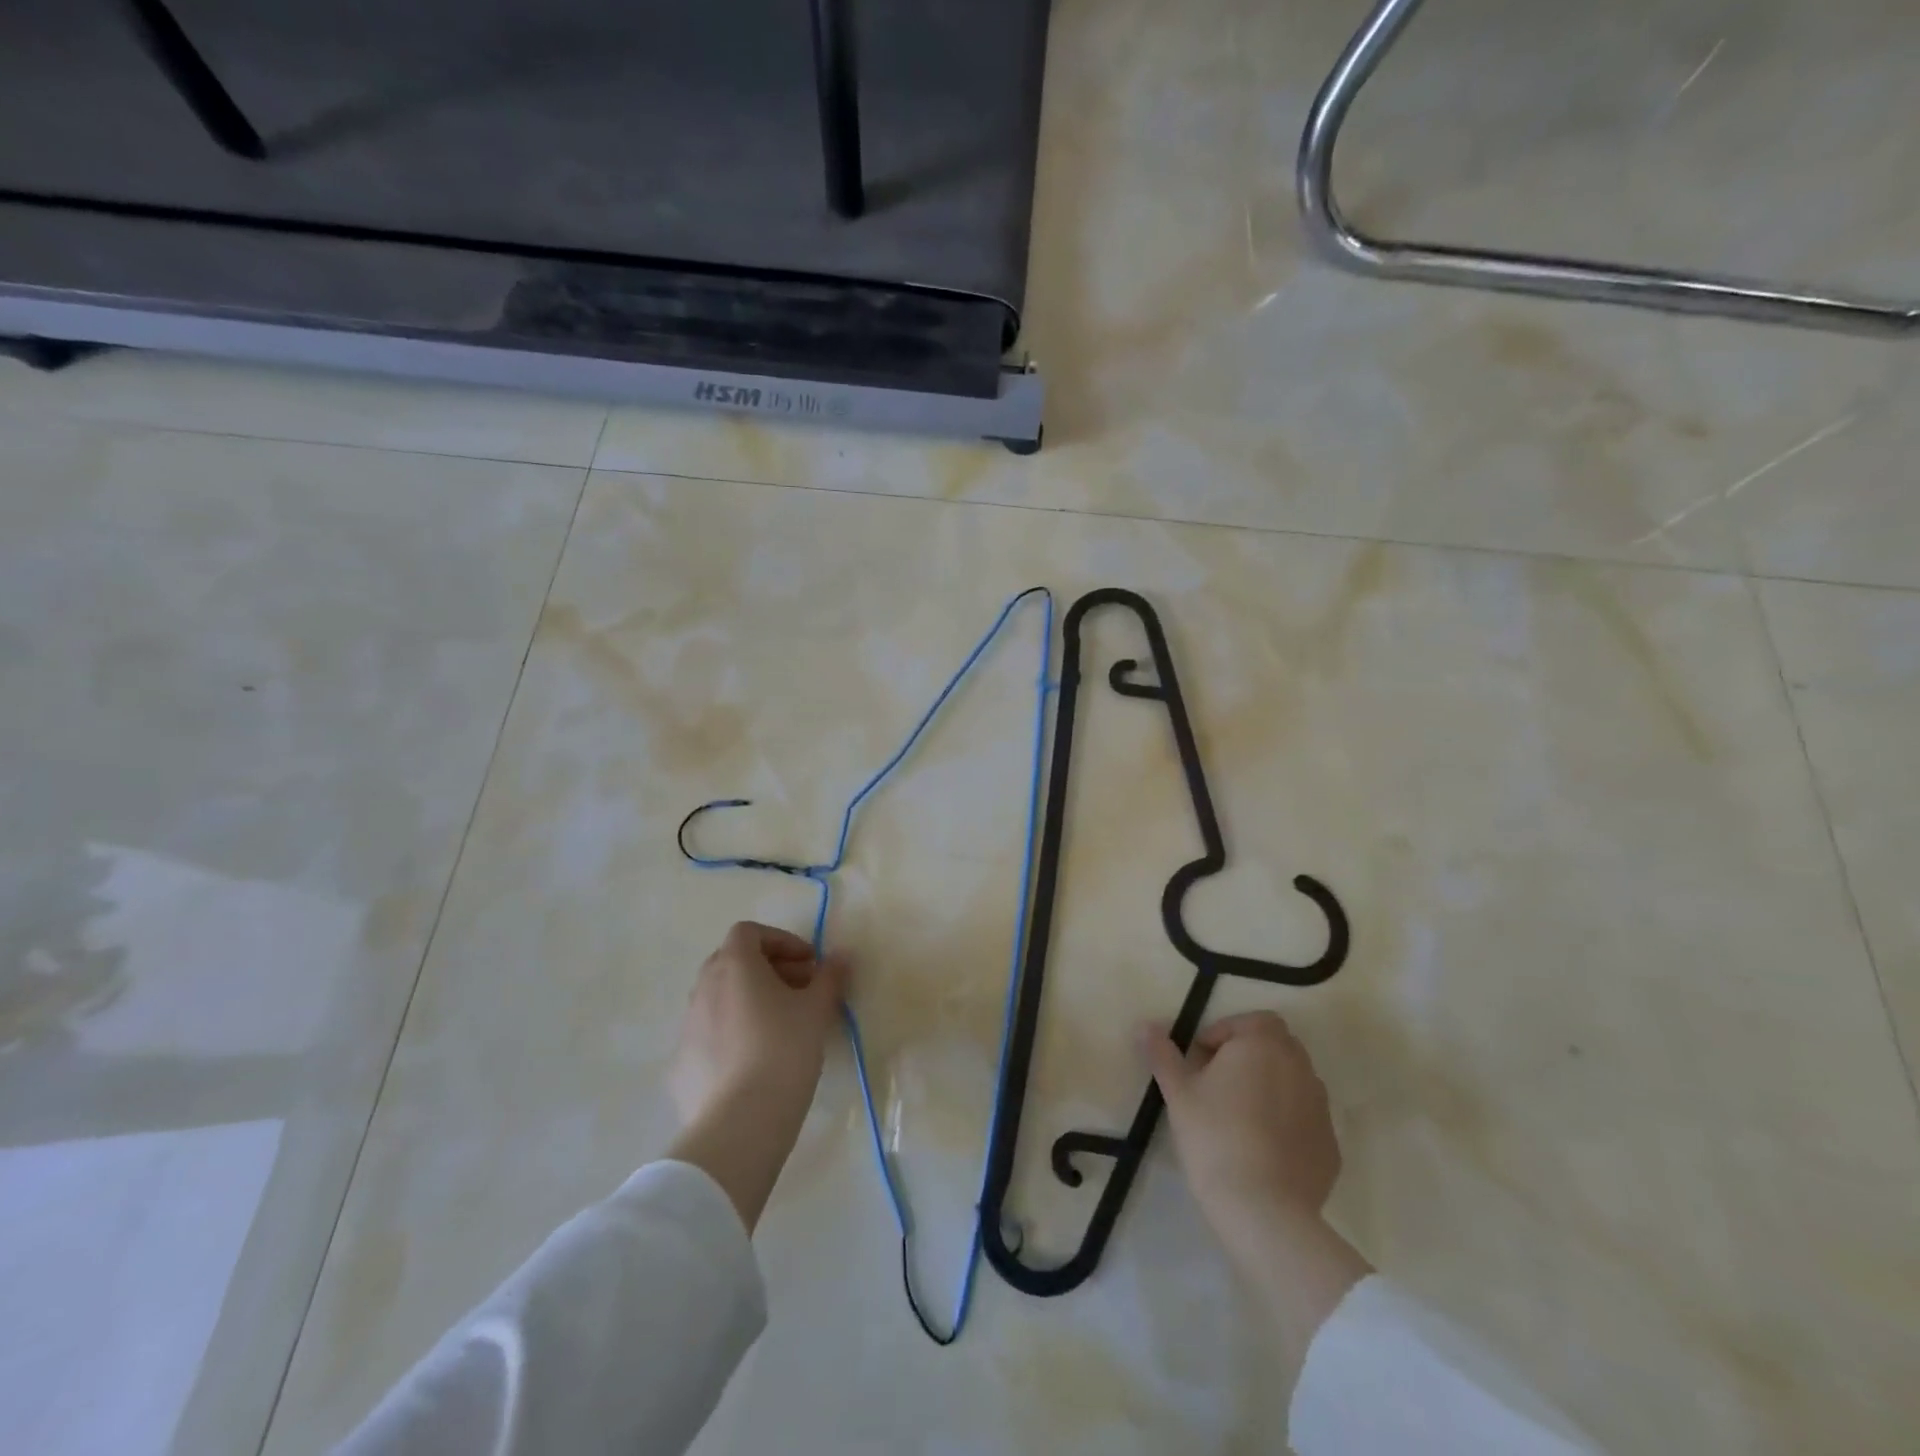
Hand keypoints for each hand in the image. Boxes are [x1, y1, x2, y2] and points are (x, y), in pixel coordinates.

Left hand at [666, 922, 849, 1231]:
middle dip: (768, 969)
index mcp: (734, 966)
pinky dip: (732, 1034)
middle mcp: (703, 988)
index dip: (781, 941)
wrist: (740, 1124)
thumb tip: (841, 956)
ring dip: (749, 1000)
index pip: (749, 932)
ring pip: (720, 999)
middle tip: (800, 990)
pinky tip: (755, 1062)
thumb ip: (830, 977)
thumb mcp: (817, 1010)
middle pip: (732, 962)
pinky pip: (710, 1035)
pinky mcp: (680, 1065)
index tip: (809, 963)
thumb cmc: (784, 1050)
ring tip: (781, 1027)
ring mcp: (687, 1027)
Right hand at [1143, 1010, 1341, 1226]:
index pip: (1249, 1021)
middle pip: (1276, 1045)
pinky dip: (1287, 1120)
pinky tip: (1263, 1147)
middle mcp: (1299, 1066)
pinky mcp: (1330, 1144)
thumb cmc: (1214, 1137)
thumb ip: (1162, 1054)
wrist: (1264, 1209)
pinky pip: (1305, 1118)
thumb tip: (1145, 1026)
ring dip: (1270, 1085)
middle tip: (1218, 1083)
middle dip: (1249, 1055)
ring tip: (1240, 1115)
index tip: (1200, 1061)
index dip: (1222, 1034)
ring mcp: (1320, 1107)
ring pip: (1294, 1080)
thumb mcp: (1178, 1093)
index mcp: (1262, 1045)